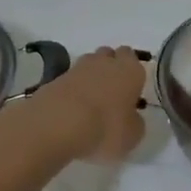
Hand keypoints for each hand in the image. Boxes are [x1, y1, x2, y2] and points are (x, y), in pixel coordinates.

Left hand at [32, 46, 146, 162]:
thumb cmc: (105, 128)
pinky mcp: (55, 78)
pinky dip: (73, 89)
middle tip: (113, 92)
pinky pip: (70, 80)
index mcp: (130, 70)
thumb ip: (135, 122)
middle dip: (112, 68)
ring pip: (89, 64)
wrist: (57, 124)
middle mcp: (105, 62)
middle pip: (110, 55)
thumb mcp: (132, 135)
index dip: (132, 73)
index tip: (131, 90)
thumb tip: (131, 117)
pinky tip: (72, 108)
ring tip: (92, 101)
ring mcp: (77, 68)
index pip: (133, 58)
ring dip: (91, 76)